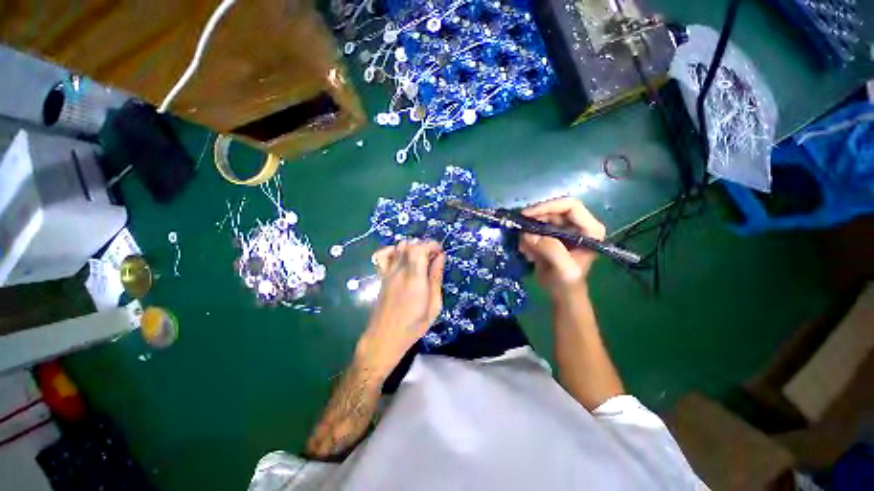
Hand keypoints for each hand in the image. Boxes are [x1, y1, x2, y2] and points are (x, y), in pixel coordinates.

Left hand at [357, 240, 445, 373]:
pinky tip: (400, 257)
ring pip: (398, 247)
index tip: (440, 251)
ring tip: (420, 258)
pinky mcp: (381, 276)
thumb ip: (436, 278)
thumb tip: (440, 257)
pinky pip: (382, 255)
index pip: (420, 248)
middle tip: (434, 257)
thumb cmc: (414, 325)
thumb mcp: (434, 305)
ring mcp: (388, 272)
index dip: (431, 245)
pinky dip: (392, 250)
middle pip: (410, 245)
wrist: (385, 337)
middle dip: (424, 245)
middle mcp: (400, 271)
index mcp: (415, 278)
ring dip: (412, 247)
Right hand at [518, 198, 605, 296]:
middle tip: (519, 230)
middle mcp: (577, 225)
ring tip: (523, 247)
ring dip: (528, 231)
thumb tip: (528, 234)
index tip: (528, 215)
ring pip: (541, 219)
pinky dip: (527, 237)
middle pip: (553, 211)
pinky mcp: (551, 236)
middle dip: (534, 220)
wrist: (561, 294)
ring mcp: (563, 230)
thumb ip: (551, 249)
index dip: (548, 206)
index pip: (570, 206)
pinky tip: (525, 251)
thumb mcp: (564, 268)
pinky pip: (535, 229)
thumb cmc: (568, 283)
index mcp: (589, 229)